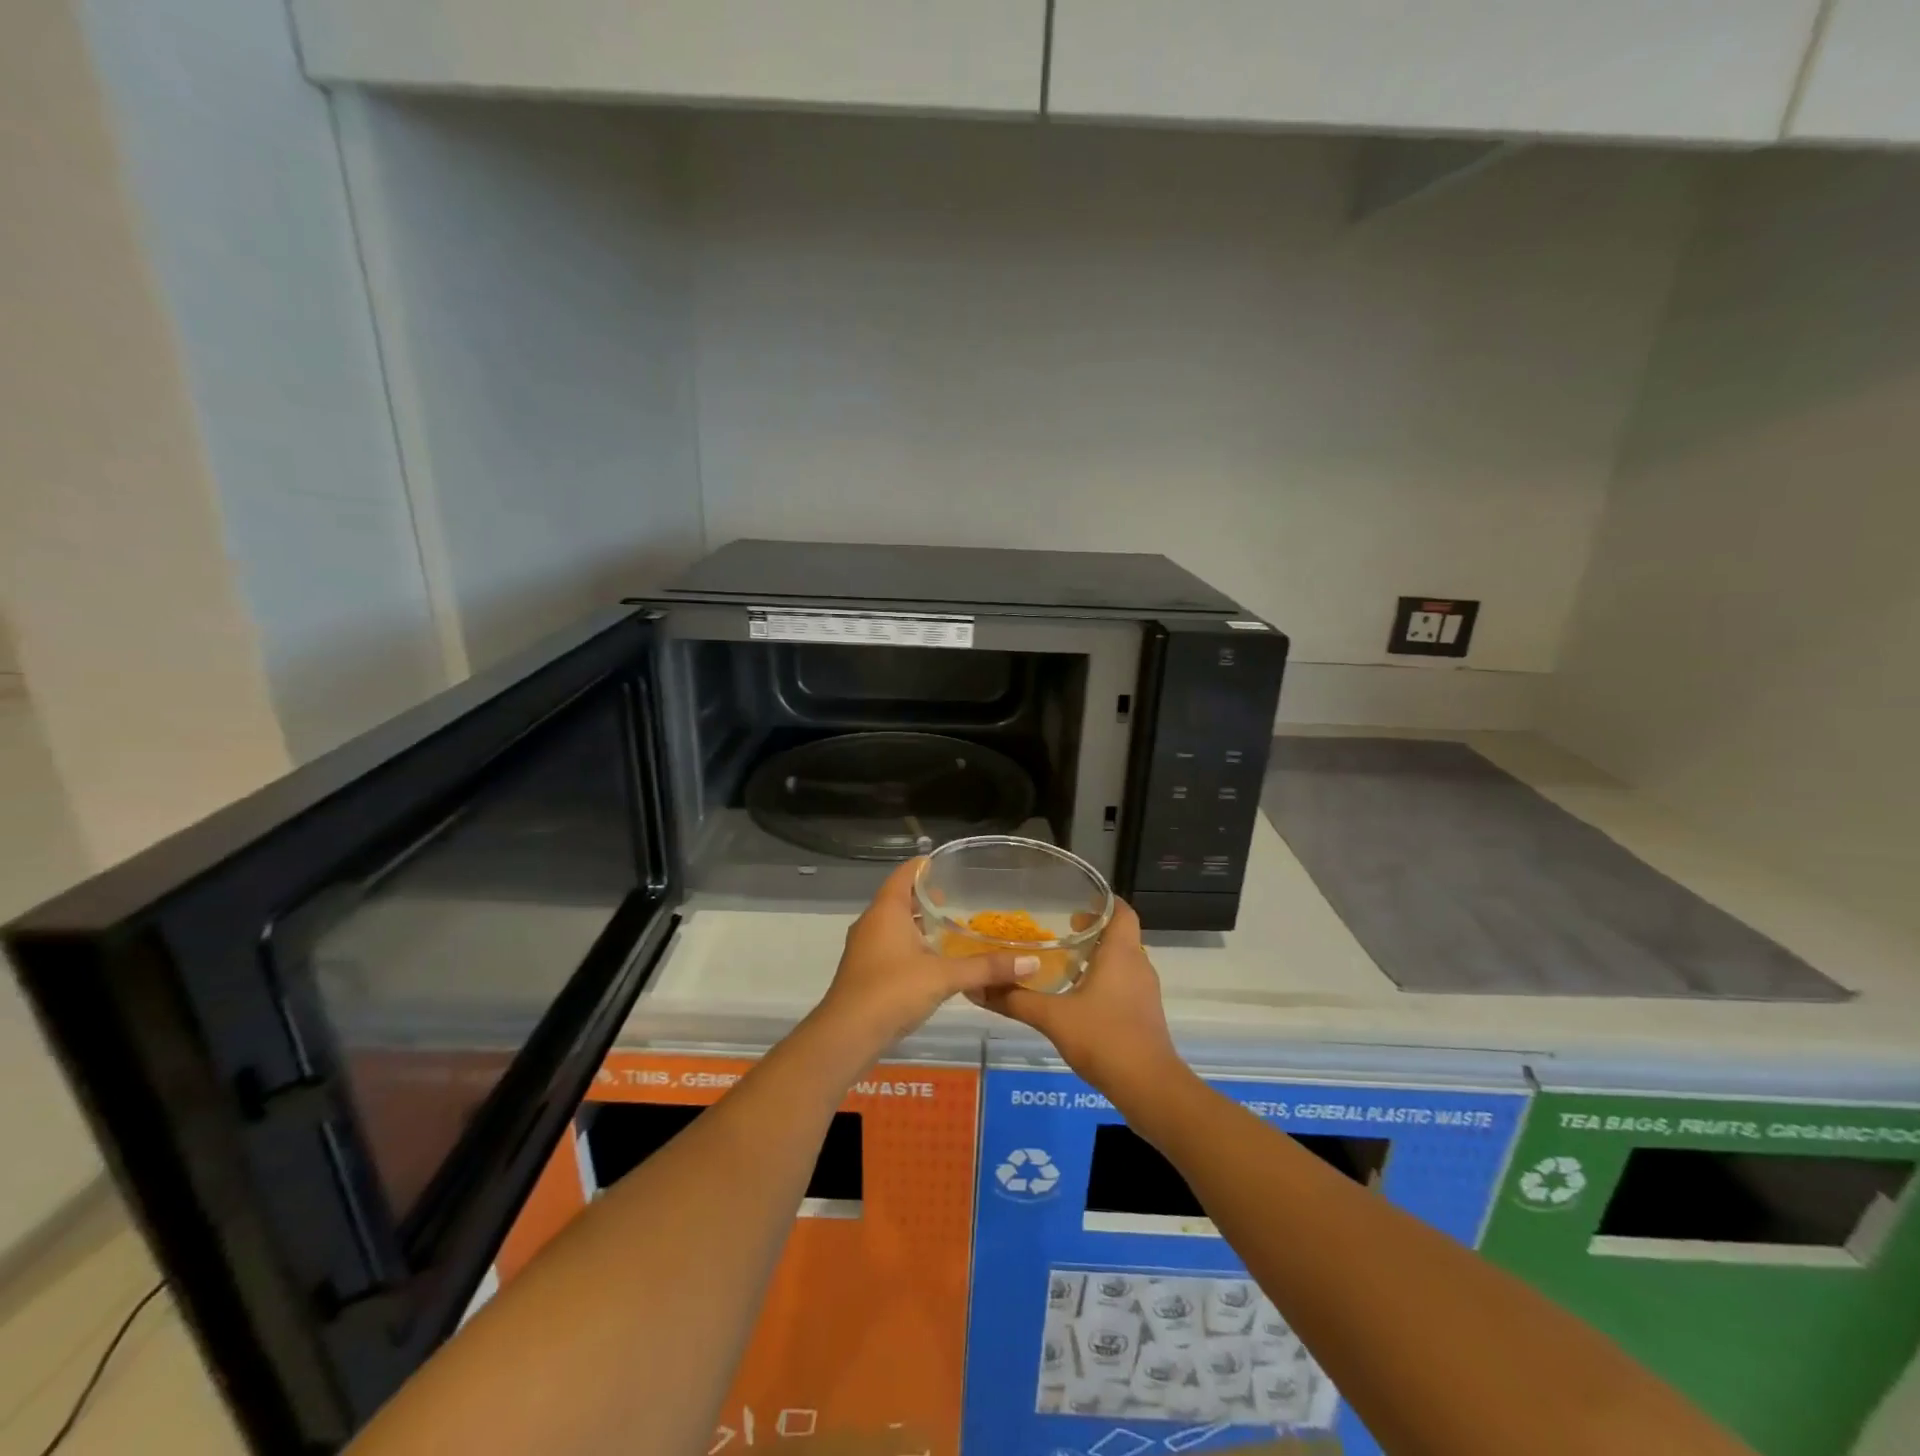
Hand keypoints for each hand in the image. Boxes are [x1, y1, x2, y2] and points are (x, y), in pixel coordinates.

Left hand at [814, 859, 1038, 1054]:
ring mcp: (865, 947)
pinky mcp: (864, 970)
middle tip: (957, 898)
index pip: (906, 873)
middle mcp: (872, 922)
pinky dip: (910, 944)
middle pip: (900, 898)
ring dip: (918, 923)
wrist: (847, 1036)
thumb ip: (986, 968)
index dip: (926, 866)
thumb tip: (1030, 963)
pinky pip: (890, 945)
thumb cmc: (893, 992)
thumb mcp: (944, 977)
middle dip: (926, 897)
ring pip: (894, 924)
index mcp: (887, 910)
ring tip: (949, 928)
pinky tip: (932, 961)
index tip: (950, 865)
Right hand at [971, 899, 1184, 1104]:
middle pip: (1119, 934)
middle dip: (1092, 930)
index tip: (1075, 901)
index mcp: (1120, 952)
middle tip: (1060, 931)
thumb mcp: (1052, 1017)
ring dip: (1097, 957)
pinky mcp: (1144, 1013)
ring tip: (1064, 963)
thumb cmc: (1103, 1038)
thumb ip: (1015, 1000)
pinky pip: (1123, 983)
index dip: (1102, 901)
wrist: (1149, 1087)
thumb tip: (977, 987)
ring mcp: (1144, 990)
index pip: (1121, 911)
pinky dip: (1103, 980)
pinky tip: (1078, 998)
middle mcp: (1138, 964)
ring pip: (1121, 960)